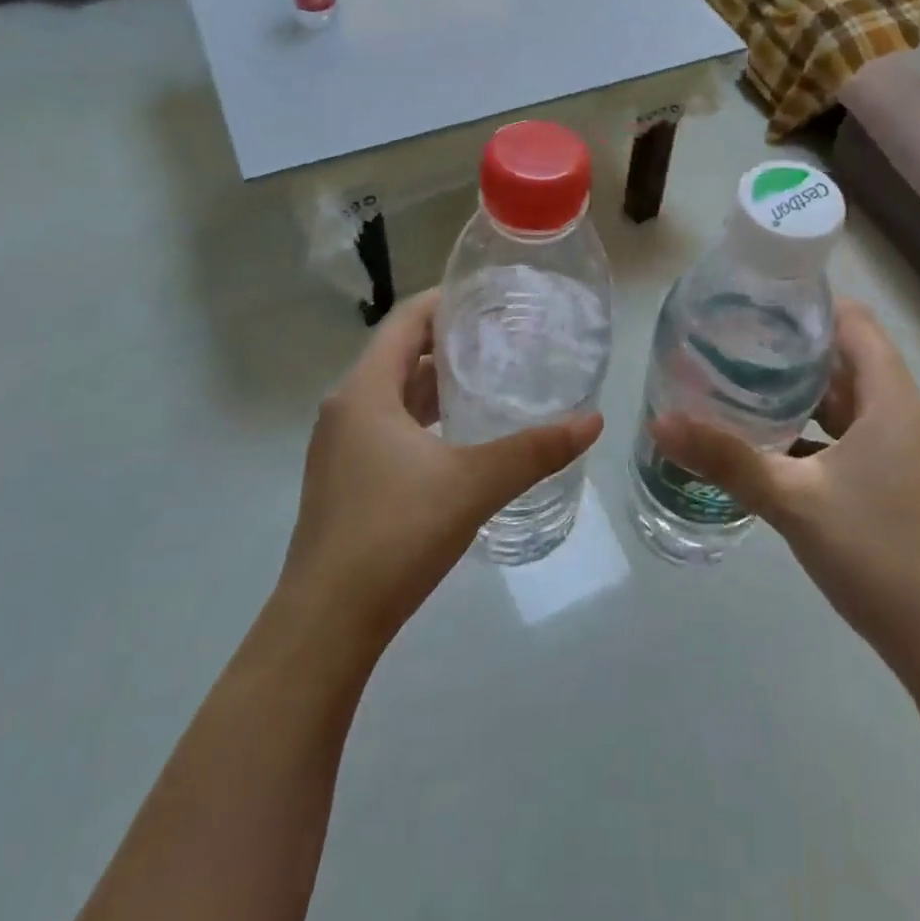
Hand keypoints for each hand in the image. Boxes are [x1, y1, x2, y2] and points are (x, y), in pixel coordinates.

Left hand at [276, 289, 602, 663]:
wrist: (326, 624)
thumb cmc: (394, 534)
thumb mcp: (472, 484)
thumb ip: (534, 450)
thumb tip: (593, 420)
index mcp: (365, 391)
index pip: (405, 321)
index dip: (445, 301)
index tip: (489, 296)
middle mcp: (346, 408)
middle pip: (399, 353)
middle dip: (448, 340)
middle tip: (502, 335)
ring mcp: (342, 446)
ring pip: (394, 394)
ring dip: (436, 382)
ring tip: (489, 376)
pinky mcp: (347, 479)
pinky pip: (389, 426)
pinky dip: (424, 418)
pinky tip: (461, 435)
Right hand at [651, 298, 919, 650]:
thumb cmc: (876, 553)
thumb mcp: (792, 500)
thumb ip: (725, 458)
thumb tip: (659, 422)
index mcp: (892, 400)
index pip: (854, 322)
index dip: (809, 304)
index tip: (756, 301)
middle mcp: (904, 414)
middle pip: (847, 358)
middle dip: (792, 347)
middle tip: (733, 340)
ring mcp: (904, 451)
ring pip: (848, 400)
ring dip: (801, 391)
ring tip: (742, 382)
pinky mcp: (898, 481)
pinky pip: (852, 435)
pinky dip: (814, 430)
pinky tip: (770, 443)